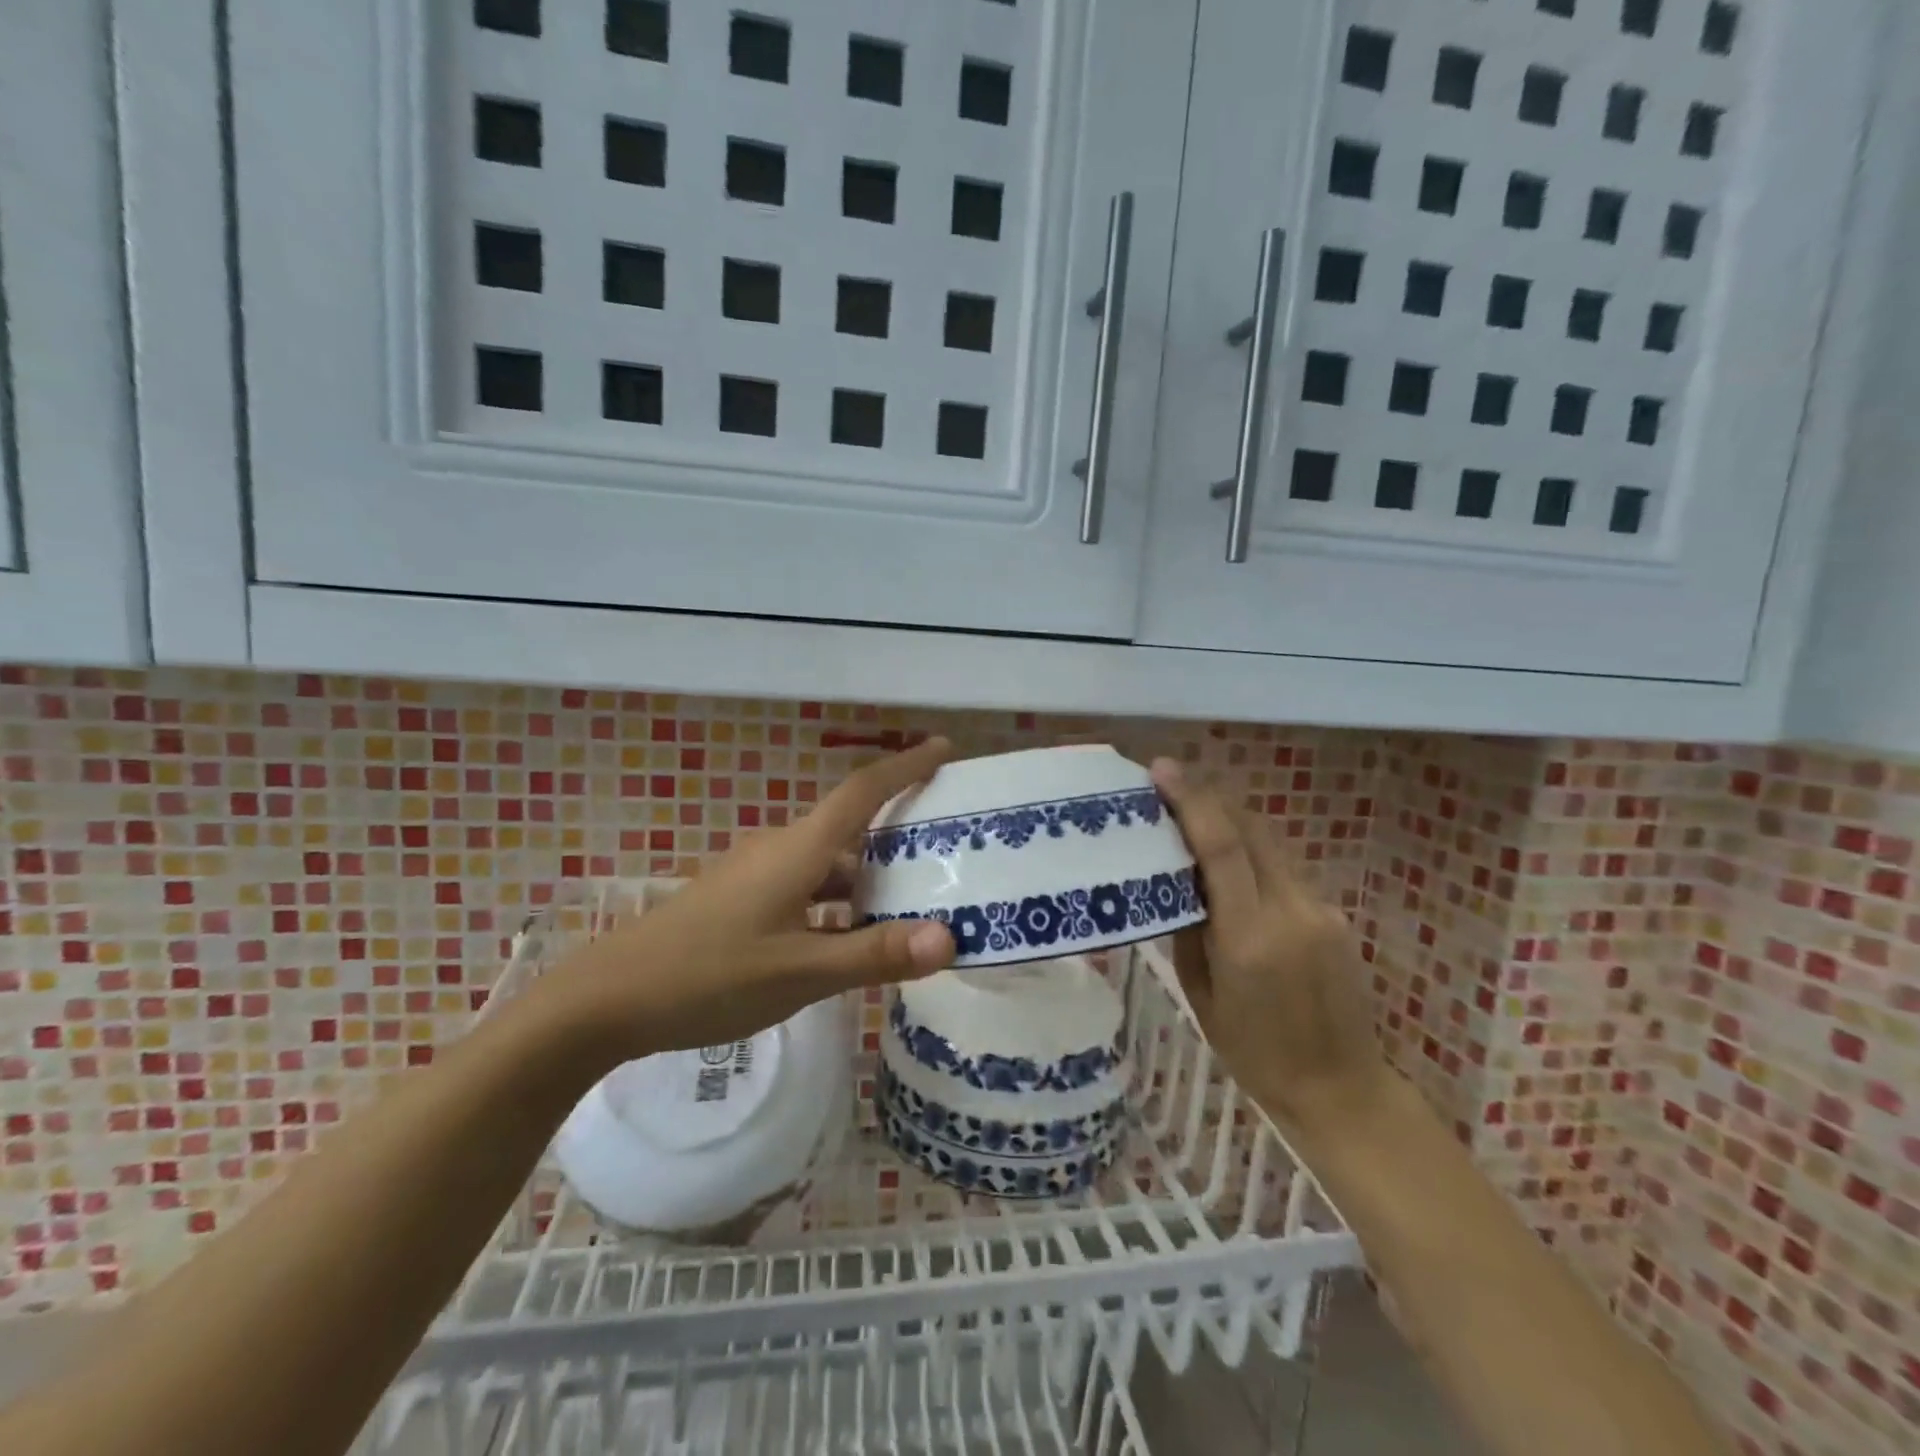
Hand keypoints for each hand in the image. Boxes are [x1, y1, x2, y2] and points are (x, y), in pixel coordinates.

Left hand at [532, 740, 957, 1064]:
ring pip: (827, 864)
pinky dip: (838, 902)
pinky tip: (851, 939)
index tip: (944, 748)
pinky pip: (805, 888)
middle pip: (850, 826)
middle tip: (948, 844)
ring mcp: (756, 876)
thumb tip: (949, 938)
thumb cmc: (708, 976)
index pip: (863, 791)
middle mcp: (779, 850)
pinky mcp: (740, 902)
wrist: (607, 999)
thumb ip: (875, 954)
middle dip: (899, 829)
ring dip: (868, 875)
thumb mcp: (801, 972)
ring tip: (914, 899)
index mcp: (798, 850)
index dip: (906, 766)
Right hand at [1150, 759, 1389, 1137]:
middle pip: (1251, 829)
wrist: (1339, 1088)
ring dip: (1230, 821)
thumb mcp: (1202, 992)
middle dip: (1209, 797)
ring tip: (1191, 814)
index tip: (1162, 769)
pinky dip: (1251, 854)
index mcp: (1250, 937)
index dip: (1192, 801)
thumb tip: (1178, 878)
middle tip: (1169, 781)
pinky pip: (1282, 870)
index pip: (1222, 848)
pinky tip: (1229, 866)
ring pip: (1269, 844)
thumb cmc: (1252, 1052)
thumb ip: (1191, 927)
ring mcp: (1319, 910)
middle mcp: (1291, 911)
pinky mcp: (1333, 914)